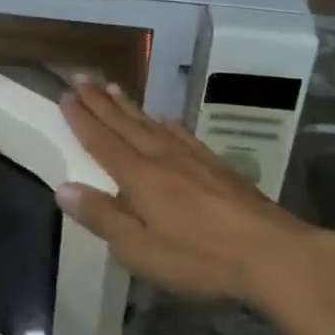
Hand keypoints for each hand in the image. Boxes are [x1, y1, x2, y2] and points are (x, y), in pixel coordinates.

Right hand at [56, 78, 334, 311]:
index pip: (102, 141)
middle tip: (81, 77)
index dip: (81, 118)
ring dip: (129, 105)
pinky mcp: (216, 167)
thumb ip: (102, 217)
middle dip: (100, 101)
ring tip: (113, 87)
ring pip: (152, 123)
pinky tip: (166, 119)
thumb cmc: (199, 257)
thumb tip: (62, 189)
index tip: (65, 95)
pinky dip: (168, 123)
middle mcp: (161, 157)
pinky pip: (183, 134)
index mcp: (139, 177)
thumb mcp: (141, 249)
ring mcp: (192, 159)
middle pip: (124, 123)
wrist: (271, 252)